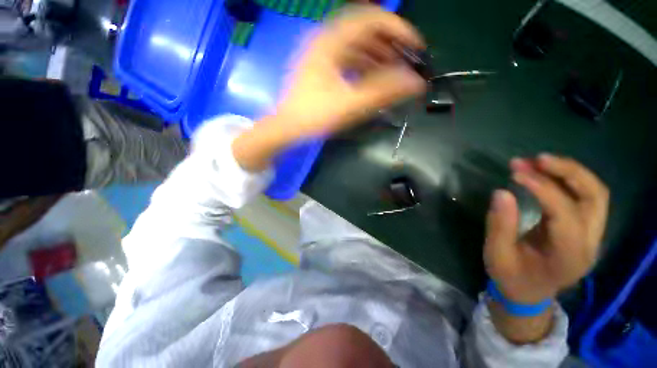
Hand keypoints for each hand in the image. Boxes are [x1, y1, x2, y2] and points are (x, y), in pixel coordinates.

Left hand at [275, 5, 426, 136]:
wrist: (288, 128)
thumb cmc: (315, 116)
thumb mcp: (350, 105)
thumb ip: (383, 92)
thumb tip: (415, 82)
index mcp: (331, 41)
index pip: (372, 19)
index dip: (398, 29)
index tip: (415, 48)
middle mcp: (325, 40)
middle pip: (365, 31)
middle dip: (390, 45)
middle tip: (405, 63)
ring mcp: (322, 54)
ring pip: (356, 46)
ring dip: (378, 57)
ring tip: (393, 73)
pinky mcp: (321, 68)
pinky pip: (347, 59)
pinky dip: (363, 66)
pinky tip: (372, 79)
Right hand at [484, 154, 608, 303]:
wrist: (529, 293)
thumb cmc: (511, 277)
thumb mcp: (497, 255)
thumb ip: (500, 226)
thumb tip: (501, 192)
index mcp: (568, 256)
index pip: (566, 214)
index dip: (543, 189)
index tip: (516, 173)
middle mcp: (589, 243)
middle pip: (595, 196)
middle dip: (568, 172)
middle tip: (536, 159)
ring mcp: (591, 235)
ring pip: (595, 193)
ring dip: (569, 172)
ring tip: (539, 161)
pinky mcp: (584, 228)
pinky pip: (584, 197)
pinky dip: (567, 180)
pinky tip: (544, 173)